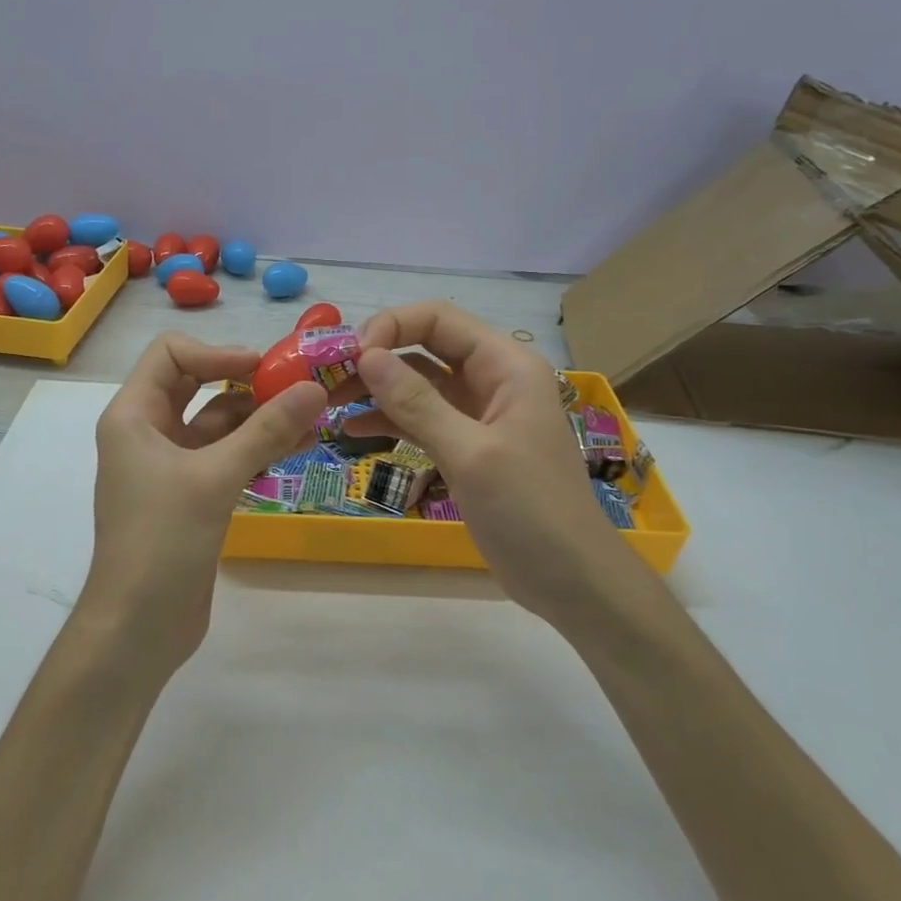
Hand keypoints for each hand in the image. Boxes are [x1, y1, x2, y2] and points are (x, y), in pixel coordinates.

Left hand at [79, 333, 325, 680]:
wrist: (138, 627)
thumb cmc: (162, 541)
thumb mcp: (215, 478)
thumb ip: (266, 431)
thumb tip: (315, 388)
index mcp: (133, 415)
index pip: (171, 354)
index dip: (217, 352)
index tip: (264, 368)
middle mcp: (148, 432)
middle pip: (198, 384)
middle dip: (246, 381)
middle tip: (298, 386)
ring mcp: (171, 465)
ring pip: (218, 423)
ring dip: (260, 417)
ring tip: (313, 417)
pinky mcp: (192, 495)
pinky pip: (227, 456)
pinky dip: (258, 448)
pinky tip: (299, 447)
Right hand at [349, 301, 641, 624]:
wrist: (572, 581)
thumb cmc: (530, 511)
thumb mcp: (471, 454)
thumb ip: (417, 403)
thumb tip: (365, 356)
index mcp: (506, 366)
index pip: (439, 319)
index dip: (391, 327)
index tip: (350, 357)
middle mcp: (492, 380)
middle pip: (425, 347)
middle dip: (376, 358)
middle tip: (328, 380)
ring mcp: (479, 415)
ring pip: (419, 384)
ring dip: (377, 389)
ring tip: (330, 404)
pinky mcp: (467, 447)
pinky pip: (422, 420)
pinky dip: (389, 421)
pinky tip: (353, 429)